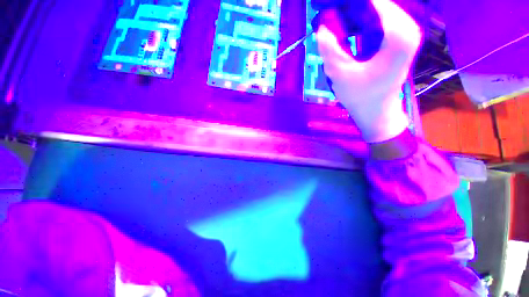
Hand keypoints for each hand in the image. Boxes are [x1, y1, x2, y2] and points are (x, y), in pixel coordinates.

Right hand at [315, 0, 421, 142]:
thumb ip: (330, 51)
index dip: (352, 3)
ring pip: (380, 9)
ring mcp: (405, 33)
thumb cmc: (361, 97)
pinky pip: (381, 19)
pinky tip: (350, 27)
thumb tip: (320, 27)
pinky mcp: (399, 39)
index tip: (331, 5)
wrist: (377, 111)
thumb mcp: (341, 76)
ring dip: (359, 12)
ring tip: (338, 18)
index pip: (376, 2)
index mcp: (398, 36)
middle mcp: (407, 29)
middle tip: (333, 14)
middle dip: (355, 7)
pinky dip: (364, 19)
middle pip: (379, 4)